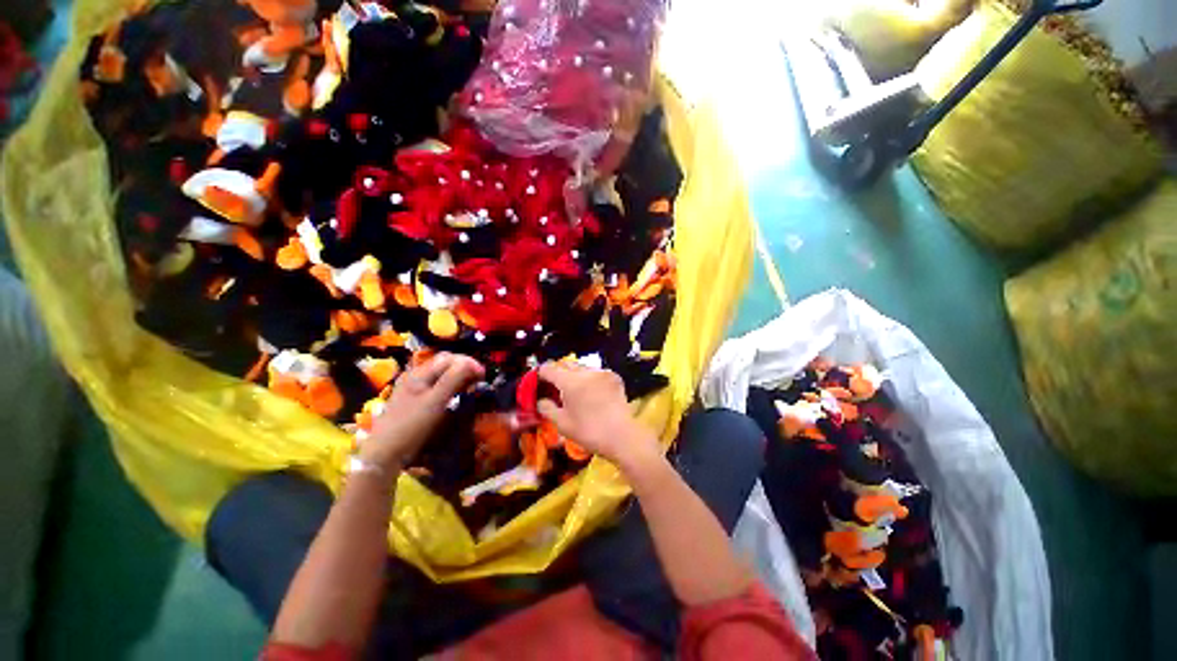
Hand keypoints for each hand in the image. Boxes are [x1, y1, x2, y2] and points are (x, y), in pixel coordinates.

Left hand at [363, 352, 484, 471]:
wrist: (385, 454)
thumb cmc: (411, 426)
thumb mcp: (435, 401)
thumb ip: (453, 379)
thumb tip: (472, 363)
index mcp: (419, 373)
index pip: (449, 358)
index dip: (468, 363)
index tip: (483, 375)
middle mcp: (415, 376)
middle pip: (444, 364)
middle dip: (464, 368)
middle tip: (479, 379)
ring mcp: (413, 388)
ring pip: (441, 374)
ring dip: (458, 376)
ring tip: (471, 386)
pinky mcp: (414, 400)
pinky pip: (436, 385)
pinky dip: (449, 386)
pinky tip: (455, 394)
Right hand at [536, 362, 658, 468]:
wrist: (622, 436)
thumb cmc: (589, 431)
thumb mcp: (562, 424)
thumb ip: (547, 409)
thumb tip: (540, 400)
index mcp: (570, 381)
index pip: (549, 368)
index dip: (541, 374)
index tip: (538, 382)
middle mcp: (585, 371)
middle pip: (566, 365)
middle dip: (558, 373)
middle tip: (556, 387)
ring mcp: (602, 372)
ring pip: (582, 368)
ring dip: (575, 375)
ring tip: (575, 391)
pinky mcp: (614, 377)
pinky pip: (596, 373)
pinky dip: (590, 378)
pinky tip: (592, 392)